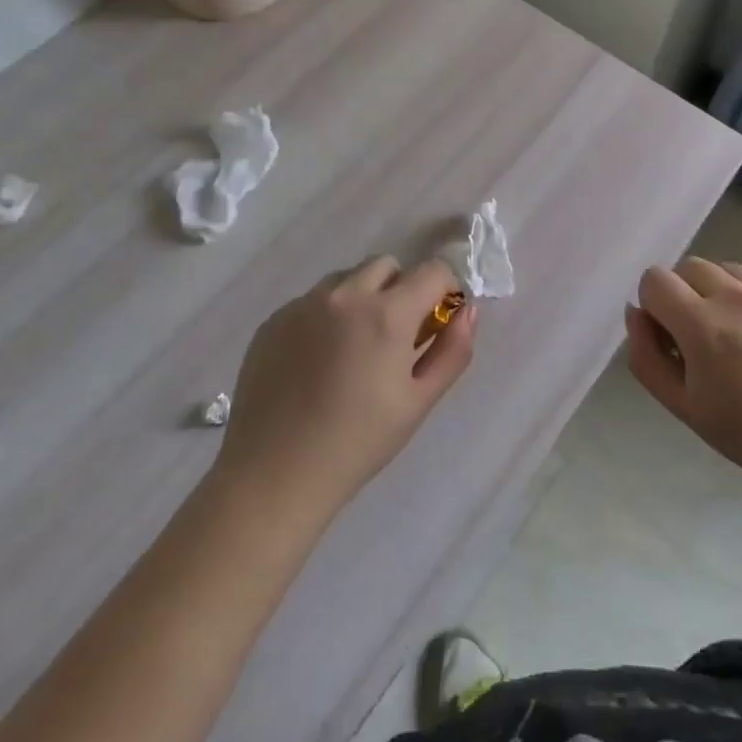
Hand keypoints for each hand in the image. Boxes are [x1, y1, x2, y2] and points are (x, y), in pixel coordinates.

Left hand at [216, 257, 476, 518]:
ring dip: (362, 297)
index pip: (432, 270)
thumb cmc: (358, 443)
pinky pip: (313, 300)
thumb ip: (453, 350)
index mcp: (387, 313)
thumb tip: (467, 310)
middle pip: (387, 265)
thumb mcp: (418, 402)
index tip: (436, 323)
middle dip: (401, 290)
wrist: (273, 476)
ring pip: (347, 278)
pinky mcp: (274, 319)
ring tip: (353, 349)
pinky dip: (326, 315)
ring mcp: (304, 304)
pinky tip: (318, 362)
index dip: (444, 290)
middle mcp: (345, 294)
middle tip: (396, 338)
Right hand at [625, 256, 741, 504]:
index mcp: (704, 327)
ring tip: (741, 338)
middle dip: (685, 296)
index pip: (655, 280)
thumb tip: (637, 313)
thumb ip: (645, 356)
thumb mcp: (682, 406)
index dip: (654, 306)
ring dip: (720, 294)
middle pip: (688, 267)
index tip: (670, 337)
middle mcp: (739, 297)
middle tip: (703, 339)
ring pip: (726, 270)